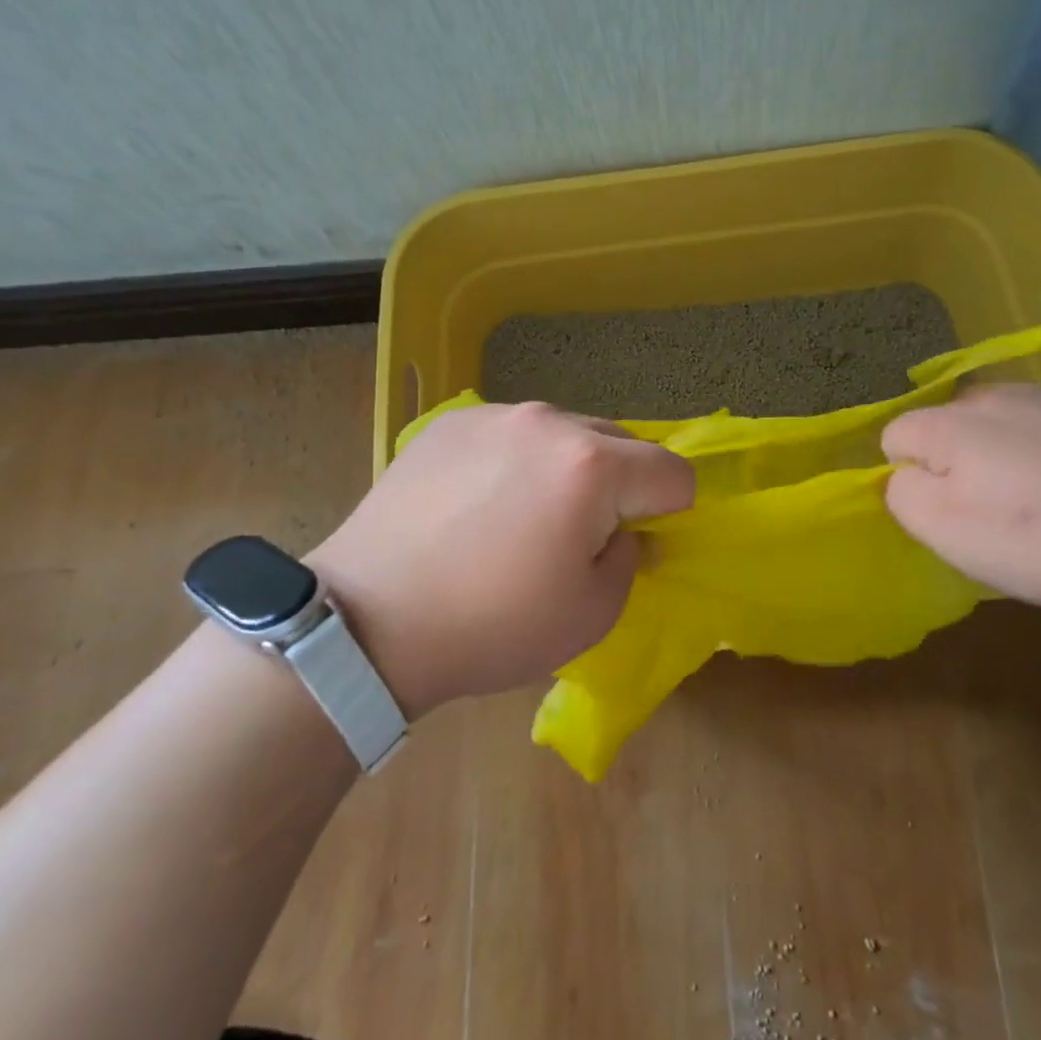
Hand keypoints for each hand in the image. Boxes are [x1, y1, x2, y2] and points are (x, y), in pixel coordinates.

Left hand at [307, 403, 694, 716]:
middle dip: (619, 485)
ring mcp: (495, 415)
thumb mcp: (591, 614)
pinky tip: (477, 504)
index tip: (634, 542)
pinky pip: (512, 433)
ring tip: (522, 517)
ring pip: (564, 433)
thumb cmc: (492, 624)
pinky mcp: (450, 423)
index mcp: (592, 465)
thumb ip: (629, 558)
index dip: (669, 511)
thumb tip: (625, 531)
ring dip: (567, 468)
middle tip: (578, 535)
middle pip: (621, 442)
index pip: (672, 471)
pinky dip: (516, 461)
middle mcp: (549, 421)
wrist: (368, 622)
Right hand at [881, 384, 1040, 612]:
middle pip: (950, 427)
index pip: (894, 438)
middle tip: (996, 518)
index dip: (909, 479)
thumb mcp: (952, 534)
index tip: (947, 519)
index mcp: (948, 425)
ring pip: (1005, 423)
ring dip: (1009, 454)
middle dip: (958, 464)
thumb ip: (905, 498)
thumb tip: (904, 477)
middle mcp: (994, 396)